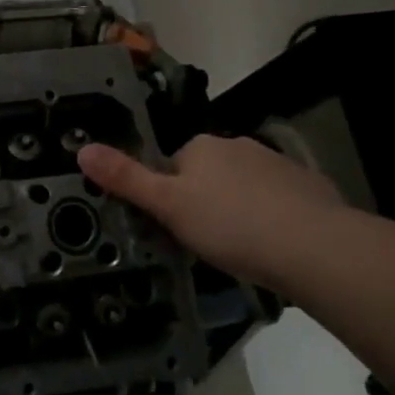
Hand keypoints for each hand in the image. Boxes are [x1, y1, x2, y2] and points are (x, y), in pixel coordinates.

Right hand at [78, 135, 342, 282]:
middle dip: (207, 201)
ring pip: (245, 186)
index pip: (174, 164)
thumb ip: (126, 179)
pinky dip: (275, 216)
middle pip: (210, 173)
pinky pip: (280, 199)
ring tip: (244, 249)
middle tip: (209, 242)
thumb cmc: (230, 224)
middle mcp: (237, 145)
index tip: (177, 227)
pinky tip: (278, 246)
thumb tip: (82, 149)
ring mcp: (276, 164)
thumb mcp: (168, 206)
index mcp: (201, 147)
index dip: (172, 196)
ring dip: (241, 208)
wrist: (313, 246)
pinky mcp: (309, 185)